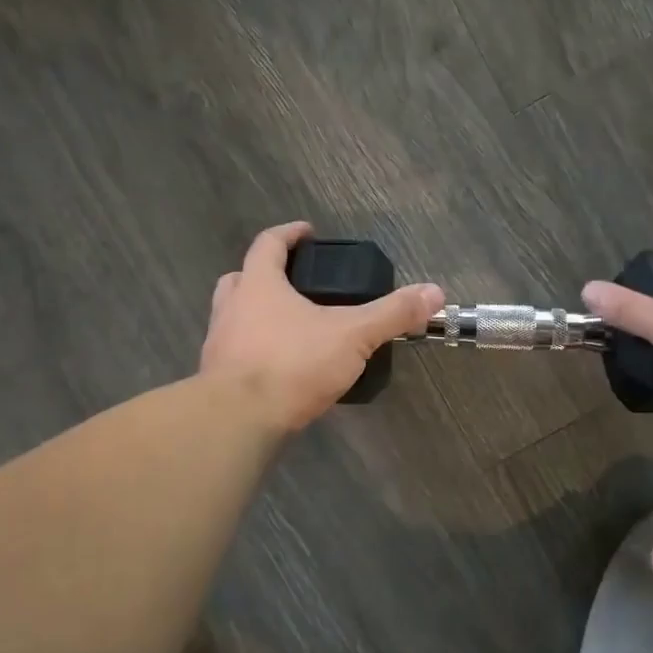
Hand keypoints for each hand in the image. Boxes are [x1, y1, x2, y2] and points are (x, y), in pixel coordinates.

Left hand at [200, 222, 443, 432]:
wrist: (239, 421)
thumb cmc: (293, 363)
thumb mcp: (353, 335)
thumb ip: (392, 313)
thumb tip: (435, 293)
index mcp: (259, 285)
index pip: (269, 244)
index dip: (289, 233)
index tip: (307, 232)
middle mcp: (232, 308)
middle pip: (242, 277)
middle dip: (266, 274)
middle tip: (294, 282)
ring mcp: (218, 344)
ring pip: (234, 316)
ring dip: (255, 314)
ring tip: (290, 327)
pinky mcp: (217, 379)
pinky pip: (236, 353)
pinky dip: (254, 351)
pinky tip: (280, 367)